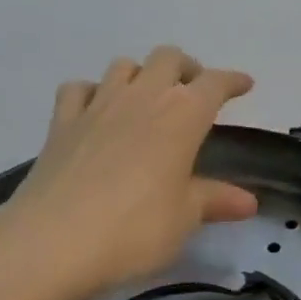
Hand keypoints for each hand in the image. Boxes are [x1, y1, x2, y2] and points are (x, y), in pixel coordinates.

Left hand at [0, 47, 256, 299]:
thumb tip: (249, 201)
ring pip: (124, 65)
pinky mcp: (62, 122)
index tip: (244, 85)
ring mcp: (98, 105)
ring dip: (141, 74)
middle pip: (168, 58)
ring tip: (147, 98)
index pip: (215, 83)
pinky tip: (96, 111)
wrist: (52, 241)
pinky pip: (79, 89)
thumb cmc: (134, 229)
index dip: (232, 81)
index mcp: (182, 115)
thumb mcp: (184, 218)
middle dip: (186, 68)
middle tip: (193, 91)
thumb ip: (215, 200)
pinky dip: (92, 92)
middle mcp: (142, 97)